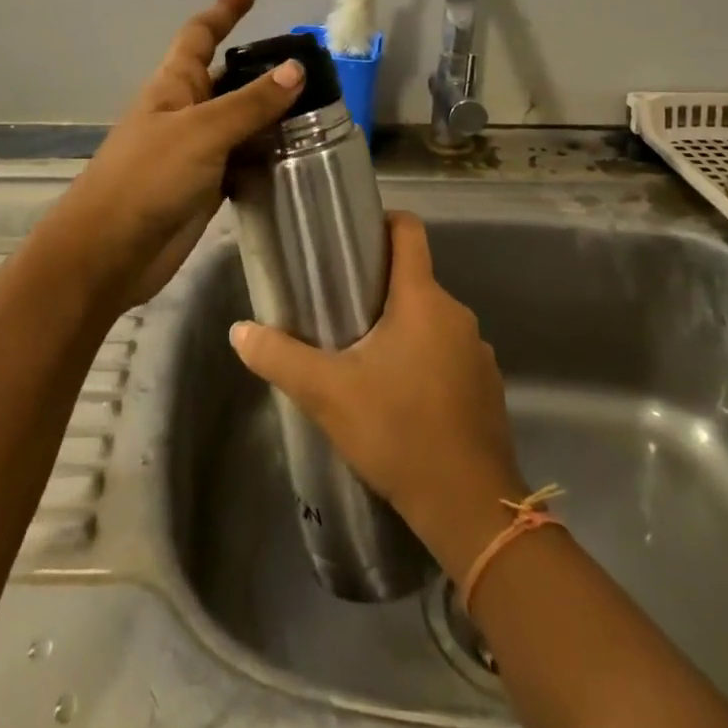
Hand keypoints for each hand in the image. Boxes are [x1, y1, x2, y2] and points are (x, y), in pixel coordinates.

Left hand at [46, 0, 302, 310]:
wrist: (110, 251)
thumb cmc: (147, 177)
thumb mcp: (201, 131)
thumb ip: (250, 103)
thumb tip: (296, 69)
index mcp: (173, 85)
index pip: (200, 35)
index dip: (223, 12)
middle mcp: (185, 112)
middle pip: (227, 78)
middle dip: (260, 68)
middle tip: (309, 65)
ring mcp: (195, 151)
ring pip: (240, 122)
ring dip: (271, 115)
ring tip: (319, 110)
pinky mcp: (206, 186)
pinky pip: (242, 160)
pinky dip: (266, 156)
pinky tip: (297, 157)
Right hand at [229, 212, 528, 576]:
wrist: (470, 506)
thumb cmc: (398, 431)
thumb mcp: (327, 394)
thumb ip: (280, 357)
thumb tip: (239, 330)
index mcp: (422, 298)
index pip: (409, 231)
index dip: (383, 222)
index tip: (354, 236)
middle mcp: (456, 313)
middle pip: (415, 279)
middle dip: (380, 289)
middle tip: (340, 311)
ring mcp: (478, 350)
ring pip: (432, 320)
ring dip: (403, 329)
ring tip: (366, 358)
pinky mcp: (487, 385)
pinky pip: (450, 354)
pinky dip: (427, 361)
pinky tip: (403, 398)